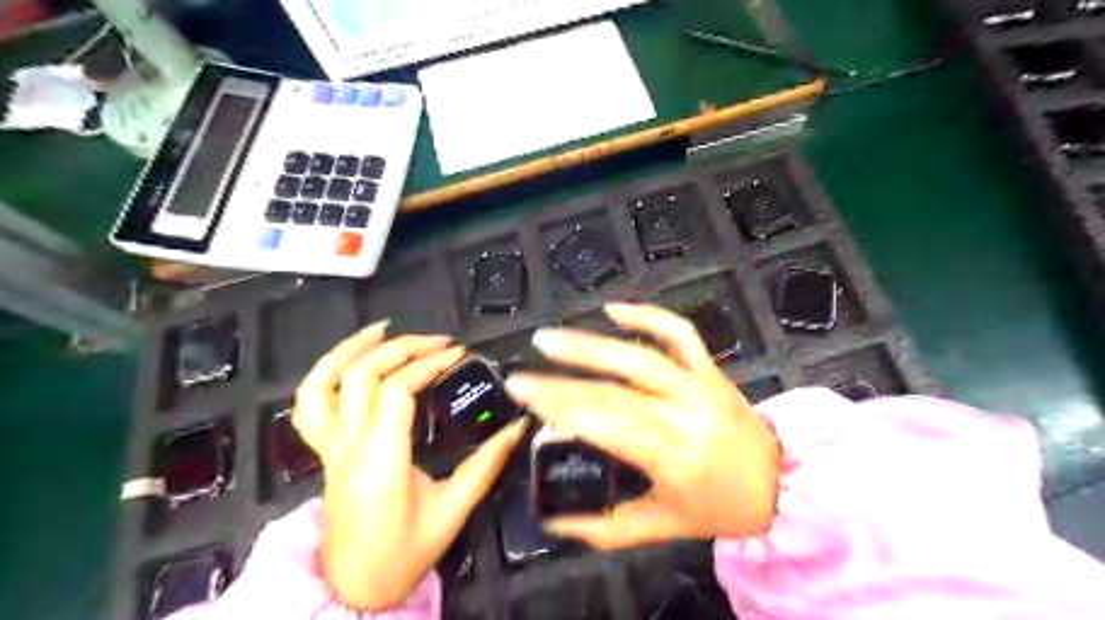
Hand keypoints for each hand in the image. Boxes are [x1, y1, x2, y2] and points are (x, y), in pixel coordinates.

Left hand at [293, 324, 524, 609]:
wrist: (353, 588)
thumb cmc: (404, 553)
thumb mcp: (453, 510)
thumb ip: (487, 465)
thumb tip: (518, 426)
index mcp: (382, 459)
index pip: (397, 390)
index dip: (428, 364)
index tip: (460, 355)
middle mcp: (349, 445)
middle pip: (364, 375)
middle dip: (404, 347)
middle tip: (441, 342)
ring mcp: (330, 446)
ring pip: (324, 383)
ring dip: (353, 348)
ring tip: (386, 328)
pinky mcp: (324, 450)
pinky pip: (309, 404)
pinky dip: (325, 372)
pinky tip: (350, 357)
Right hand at [504, 303, 778, 548]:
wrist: (781, 483)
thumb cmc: (719, 507)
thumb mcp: (662, 526)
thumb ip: (605, 527)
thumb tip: (554, 519)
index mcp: (674, 455)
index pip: (606, 423)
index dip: (561, 407)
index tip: (523, 397)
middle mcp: (686, 411)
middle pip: (614, 388)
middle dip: (561, 379)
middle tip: (521, 373)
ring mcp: (700, 383)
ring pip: (640, 354)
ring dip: (590, 344)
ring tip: (549, 338)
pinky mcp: (710, 367)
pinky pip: (679, 332)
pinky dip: (646, 314)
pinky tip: (612, 309)